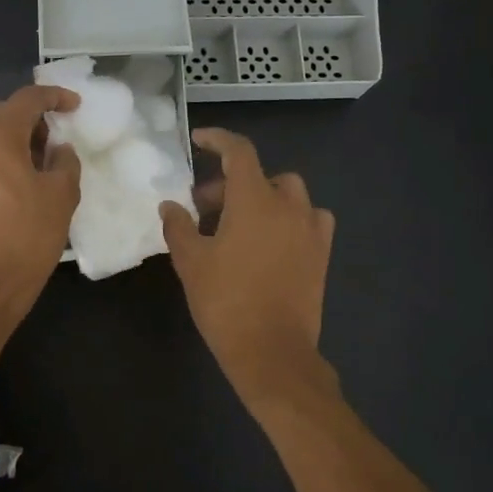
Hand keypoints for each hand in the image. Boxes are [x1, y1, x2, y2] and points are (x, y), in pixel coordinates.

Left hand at [0, 84, 81, 307]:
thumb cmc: (29, 233)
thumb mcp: (62, 193)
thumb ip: (64, 160)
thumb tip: (58, 150)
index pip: (27, 99)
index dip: (54, 97)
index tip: (75, 106)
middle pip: (3, 114)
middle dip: (33, 119)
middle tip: (58, 136)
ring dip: (15, 139)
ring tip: (42, 161)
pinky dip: (0, 158)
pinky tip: (20, 181)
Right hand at [159, 128, 336, 405]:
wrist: (272, 351)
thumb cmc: (226, 302)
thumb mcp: (191, 262)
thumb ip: (178, 226)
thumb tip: (170, 205)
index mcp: (254, 200)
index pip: (239, 151)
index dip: (218, 140)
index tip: (199, 140)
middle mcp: (289, 205)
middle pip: (261, 175)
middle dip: (230, 183)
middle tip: (203, 208)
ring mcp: (311, 229)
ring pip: (289, 194)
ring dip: (264, 197)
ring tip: (240, 223)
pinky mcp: (322, 253)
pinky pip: (309, 219)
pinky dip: (290, 218)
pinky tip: (273, 240)